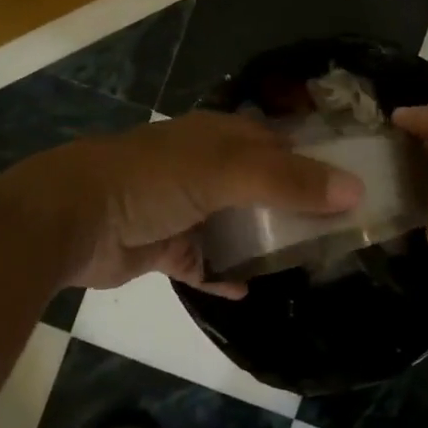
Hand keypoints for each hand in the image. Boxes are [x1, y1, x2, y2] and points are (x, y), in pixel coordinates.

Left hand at [27, 112, 362, 295]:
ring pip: (235, 224)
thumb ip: (288, 180)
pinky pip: (203, 262)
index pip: (278, 144)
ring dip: (262, 241)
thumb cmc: (152, 181)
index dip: (314, 161)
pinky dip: (222, 274)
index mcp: (218, 138)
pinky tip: (246, 289)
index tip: (353, 188)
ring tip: (304, 263)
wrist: (72, 219)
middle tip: (337, 234)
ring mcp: (183, 208)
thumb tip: (355, 191)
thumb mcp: (225, 171)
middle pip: (260, 186)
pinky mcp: (165, 246)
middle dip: (294, 206)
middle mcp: (204, 168)